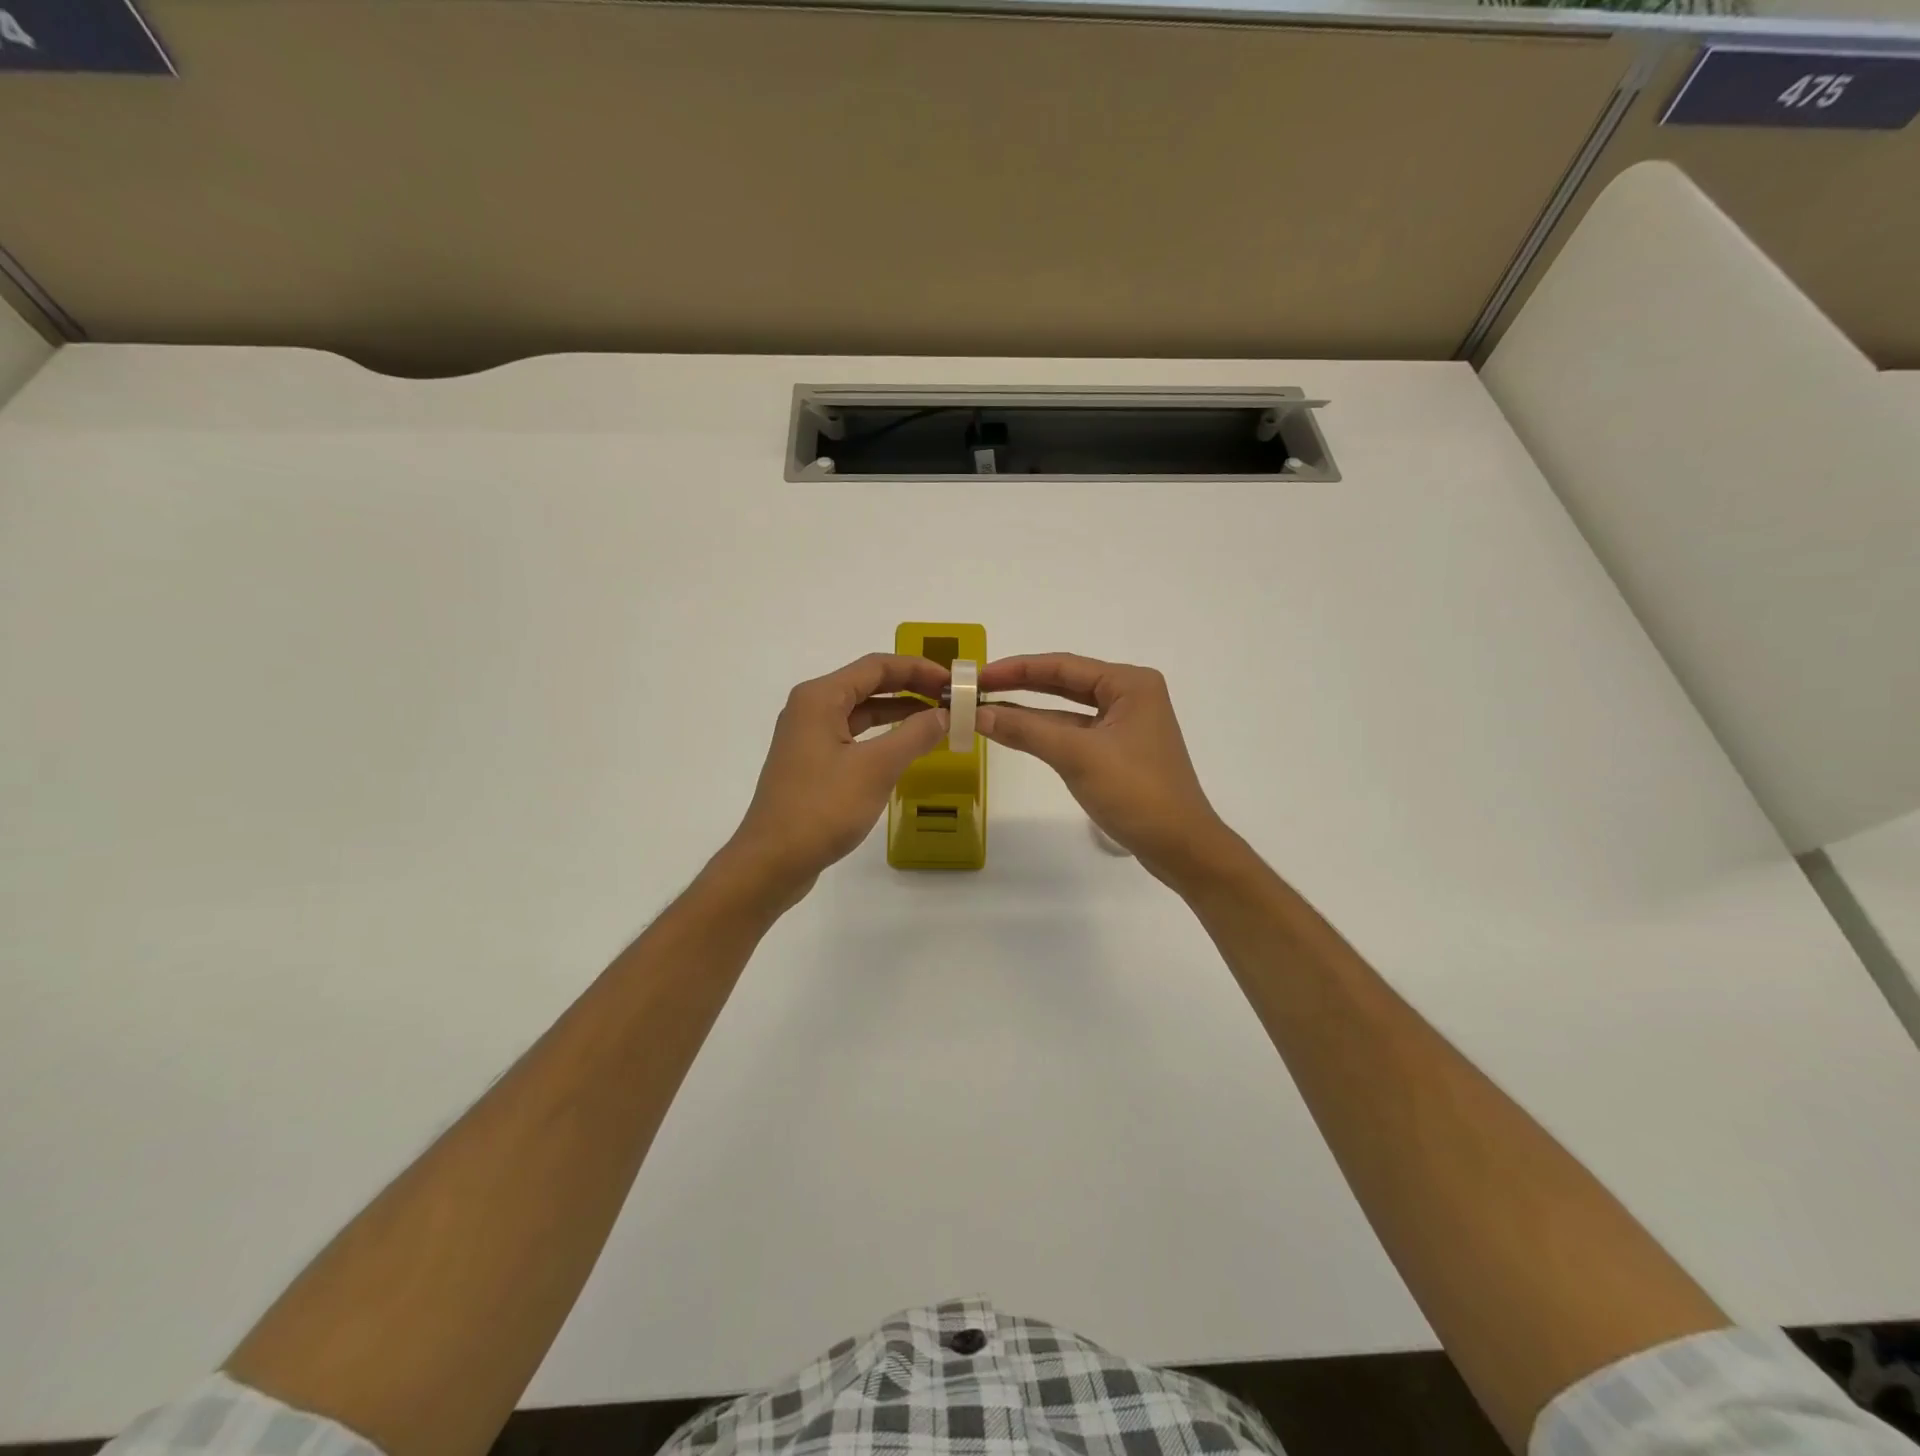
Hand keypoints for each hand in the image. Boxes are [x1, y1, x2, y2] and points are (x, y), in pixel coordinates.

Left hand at [719, 653, 948, 908]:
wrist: (772, 860)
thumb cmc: (823, 807)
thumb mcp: (877, 768)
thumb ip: (915, 734)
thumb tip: (945, 713)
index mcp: (820, 697)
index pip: (877, 666)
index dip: (919, 668)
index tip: (953, 682)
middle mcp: (810, 708)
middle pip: (868, 684)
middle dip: (911, 688)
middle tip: (950, 699)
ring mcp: (808, 736)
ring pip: (860, 711)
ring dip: (898, 712)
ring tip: (937, 720)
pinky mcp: (811, 763)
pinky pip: (853, 735)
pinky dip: (882, 736)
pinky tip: (906, 748)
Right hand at [978, 654, 1235, 887]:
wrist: (1180, 845)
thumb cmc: (1134, 791)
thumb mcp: (1076, 755)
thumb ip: (1026, 730)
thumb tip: (978, 713)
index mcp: (1129, 683)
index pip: (1063, 665)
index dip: (1017, 668)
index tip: (978, 675)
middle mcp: (1130, 696)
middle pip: (1066, 683)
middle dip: (1022, 685)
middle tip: (978, 689)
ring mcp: (1126, 725)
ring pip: (1068, 710)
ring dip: (1031, 711)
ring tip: (988, 709)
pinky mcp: (1120, 752)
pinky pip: (1076, 732)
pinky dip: (1047, 733)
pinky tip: (1018, 733)